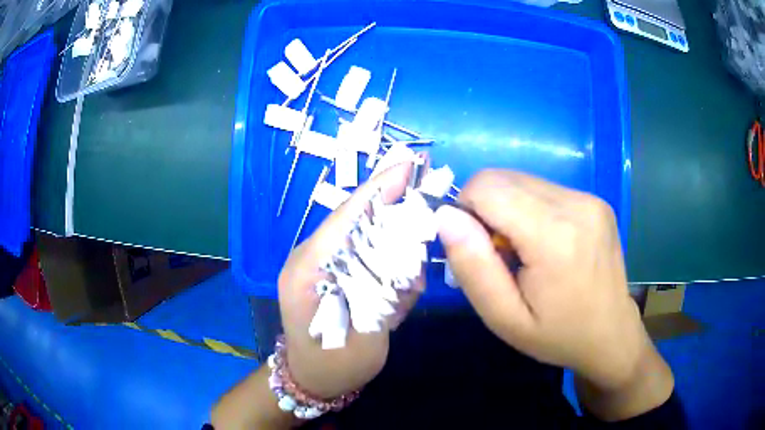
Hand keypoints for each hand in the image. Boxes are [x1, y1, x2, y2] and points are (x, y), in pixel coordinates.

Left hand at [278, 162, 421, 398]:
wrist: (310, 379)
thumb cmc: (332, 368)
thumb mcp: (363, 344)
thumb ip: (383, 298)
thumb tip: (408, 258)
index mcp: (307, 270)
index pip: (346, 218)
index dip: (379, 190)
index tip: (409, 164)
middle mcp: (309, 258)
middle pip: (355, 219)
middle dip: (393, 210)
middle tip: (427, 209)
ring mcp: (318, 263)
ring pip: (362, 235)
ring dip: (392, 246)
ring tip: (404, 289)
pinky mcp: (329, 270)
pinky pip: (361, 254)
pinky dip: (384, 265)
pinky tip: (394, 298)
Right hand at [435, 170, 652, 389]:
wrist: (610, 334)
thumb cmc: (557, 335)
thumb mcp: (504, 318)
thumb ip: (473, 267)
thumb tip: (445, 216)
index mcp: (554, 236)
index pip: (487, 186)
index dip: (466, 209)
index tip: (477, 248)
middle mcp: (575, 204)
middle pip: (503, 177)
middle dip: (485, 208)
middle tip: (499, 254)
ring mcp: (589, 198)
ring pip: (522, 180)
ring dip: (508, 208)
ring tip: (523, 250)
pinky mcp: (595, 200)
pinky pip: (544, 189)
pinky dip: (530, 208)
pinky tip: (544, 242)